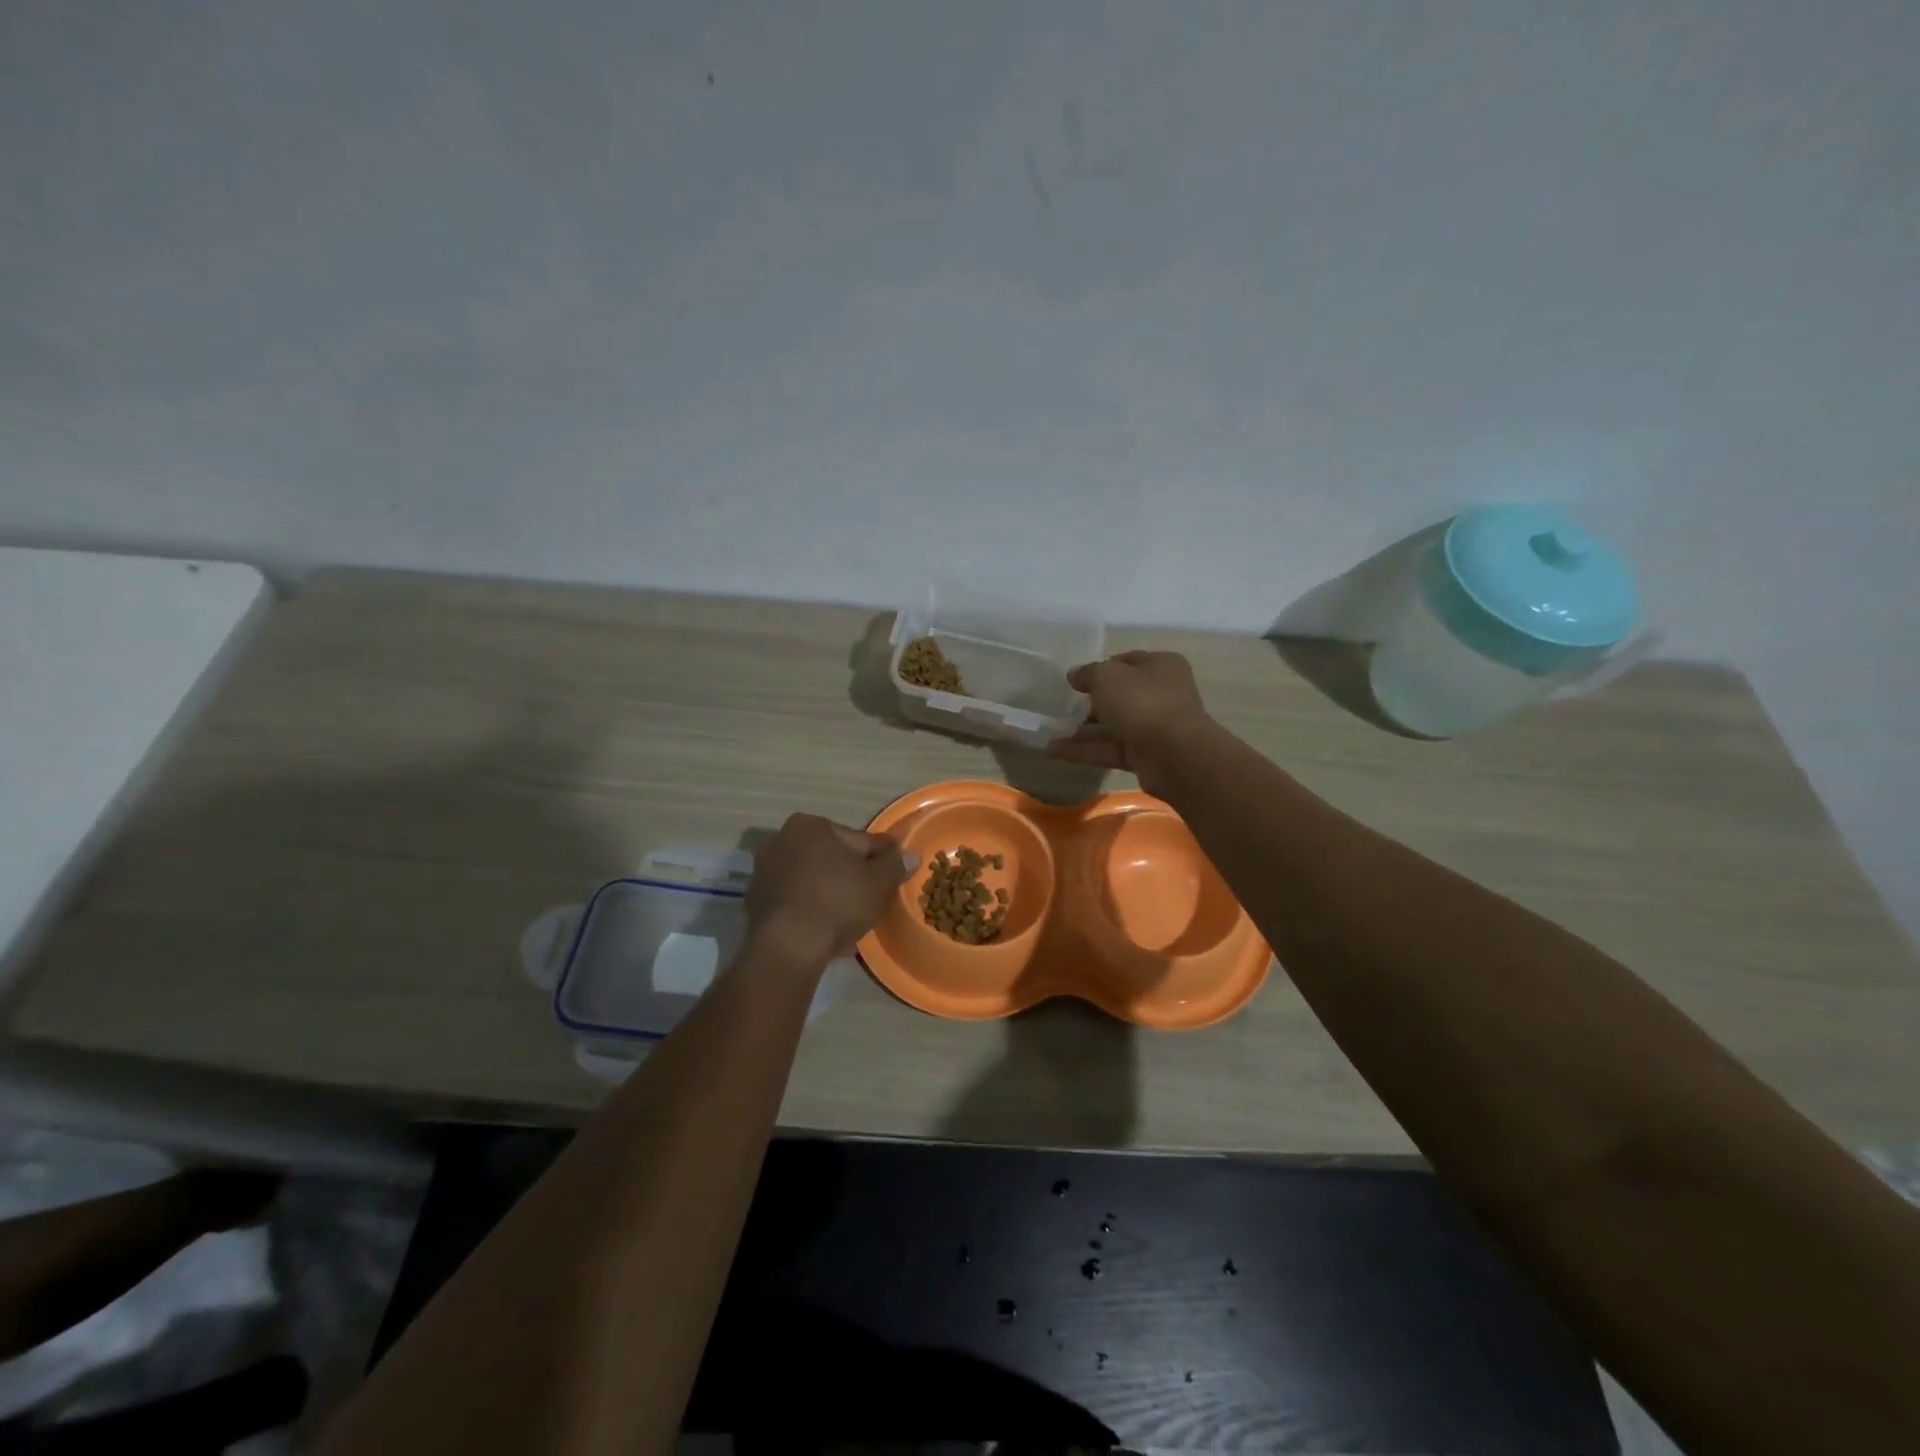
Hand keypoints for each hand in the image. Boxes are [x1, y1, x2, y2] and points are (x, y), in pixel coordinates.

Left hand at [746, 813, 917, 962]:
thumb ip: (894, 864)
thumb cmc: (836, 901)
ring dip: (829, 893)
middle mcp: (780, 840)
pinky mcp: (755, 903)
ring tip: (850, 918)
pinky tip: (827, 931)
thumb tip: (911, 854)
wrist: (788, 947)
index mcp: (809, 825)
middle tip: (870, 898)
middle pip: (830, 858)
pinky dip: (810, 911)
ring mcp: (764, 872)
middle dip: (849, 875)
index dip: (878, 857)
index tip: (890, 872)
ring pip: (811, 880)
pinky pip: (795, 902)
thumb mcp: (878, 882)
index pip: (857, 839)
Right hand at [1047, 650, 1212, 797]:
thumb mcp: (1107, 676)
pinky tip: (1053, 751)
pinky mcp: (1145, 756)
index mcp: (1160, 666)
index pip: (1127, 661)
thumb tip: (1074, 674)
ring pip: (1114, 726)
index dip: (1101, 668)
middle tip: (1063, 707)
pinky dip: (1084, 751)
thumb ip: (1088, 673)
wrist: (1174, 754)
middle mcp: (1162, 694)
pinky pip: (1110, 750)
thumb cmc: (1142, 701)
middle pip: (1121, 696)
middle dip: (1091, 702)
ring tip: (1050, 731)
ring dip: (1083, 730)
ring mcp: (1154, 727)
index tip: (1076, 679)